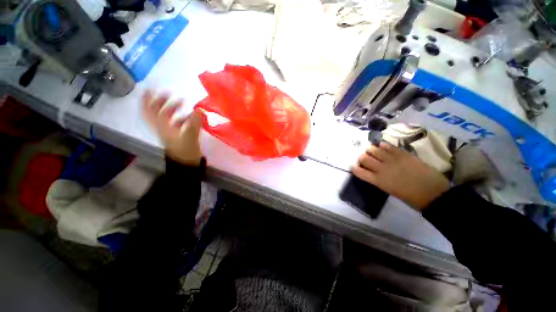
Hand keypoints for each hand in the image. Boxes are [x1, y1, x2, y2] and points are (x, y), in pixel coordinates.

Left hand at [142, 90, 203, 165]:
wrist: (187, 164)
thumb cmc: (186, 150)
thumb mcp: (189, 136)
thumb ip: (194, 122)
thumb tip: (199, 109)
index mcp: (162, 127)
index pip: (149, 111)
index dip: (147, 100)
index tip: (150, 89)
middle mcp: (163, 128)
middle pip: (159, 112)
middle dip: (164, 102)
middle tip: (173, 95)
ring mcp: (171, 132)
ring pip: (169, 118)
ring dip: (174, 110)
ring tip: (184, 104)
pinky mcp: (179, 136)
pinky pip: (178, 123)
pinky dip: (183, 118)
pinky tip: (191, 116)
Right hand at [351, 142, 449, 210]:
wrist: (433, 192)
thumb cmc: (410, 197)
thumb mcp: (389, 190)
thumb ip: (379, 180)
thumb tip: (372, 172)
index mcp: (378, 181)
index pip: (359, 172)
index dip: (354, 168)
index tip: (354, 166)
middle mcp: (381, 169)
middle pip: (364, 158)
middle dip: (361, 157)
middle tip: (364, 157)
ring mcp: (392, 160)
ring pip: (374, 150)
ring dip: (370, 149)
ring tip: (371, 150)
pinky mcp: (402, 154)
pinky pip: (388, 146)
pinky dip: (382, 145)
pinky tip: (382, 146)